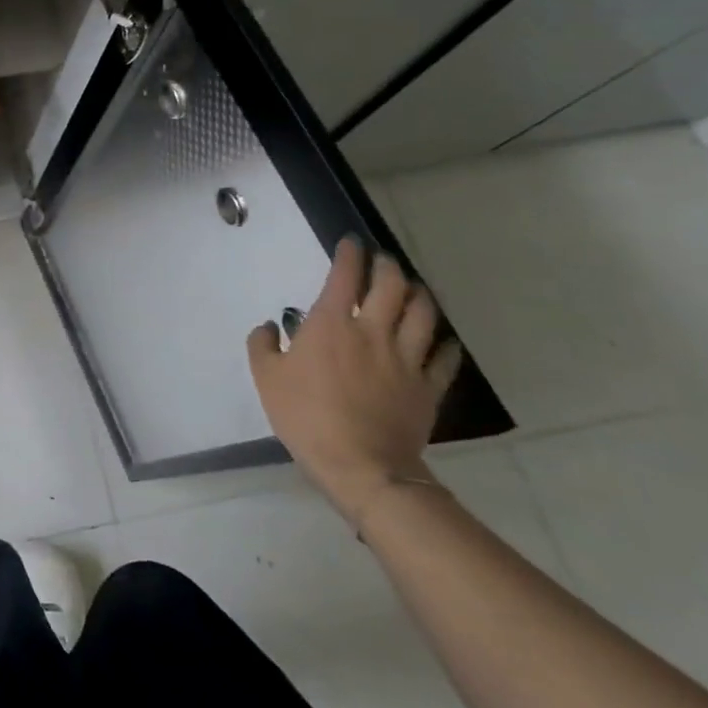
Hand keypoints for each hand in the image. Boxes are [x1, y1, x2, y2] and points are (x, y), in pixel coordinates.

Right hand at [247, 236, 461, 526]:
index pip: (345, 276)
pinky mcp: (428, 387)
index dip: (349, 254)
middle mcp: (373, 331)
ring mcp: (406, 359)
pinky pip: (444, 357)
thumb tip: (270, 326)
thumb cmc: (305, 415)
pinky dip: (443, 342)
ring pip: (424, 313)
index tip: (350, 242)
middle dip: (388, 266)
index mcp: (331, 324)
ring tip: (414, 289)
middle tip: (383, 260)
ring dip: (420, 294)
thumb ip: (263, 345)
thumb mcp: (266, 378)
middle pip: (392, 286)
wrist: (360, 465)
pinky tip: (440, 340)